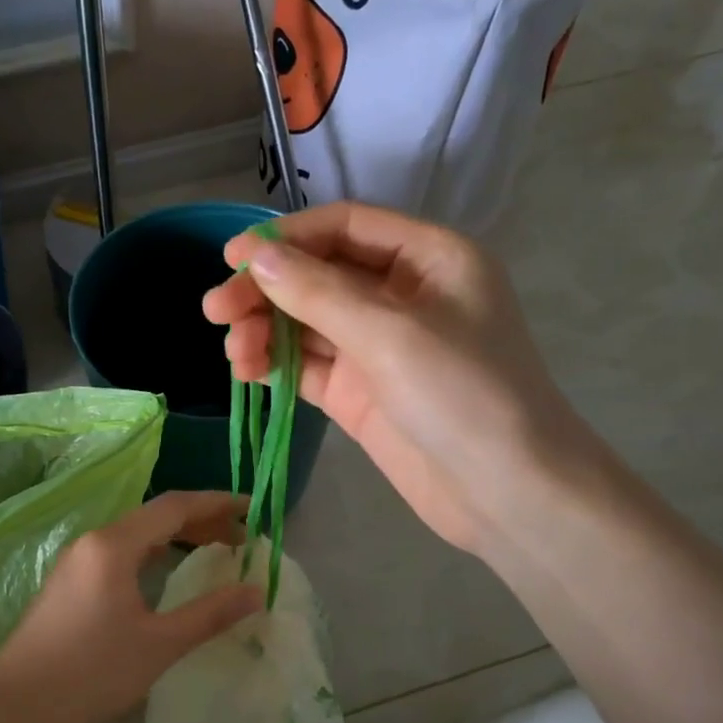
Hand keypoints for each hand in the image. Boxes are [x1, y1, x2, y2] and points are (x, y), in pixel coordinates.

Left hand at [0, 492, 260, 722]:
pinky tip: (167, 573)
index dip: (218, 503)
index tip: (254, 510)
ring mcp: (77, 562)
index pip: (174, 506)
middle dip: (201, 521)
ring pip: (136, 535)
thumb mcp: (158, 645)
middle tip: (242, 538)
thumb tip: (256, 590)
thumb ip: (210, 614)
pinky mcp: (69, 584)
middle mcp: (93, 542)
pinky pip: (121, 553)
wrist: (14, 709)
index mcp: (113, 545)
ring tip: (215, 550)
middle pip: (155, 516)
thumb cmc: (90, 673)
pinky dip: (153, 554)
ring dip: (177, 537)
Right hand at [203, 202, 594, 552]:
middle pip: (318, 275)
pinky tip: (247, 371)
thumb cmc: (464, 396)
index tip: (231, 257)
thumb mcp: (390, 333)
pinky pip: (308, 366)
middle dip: (266, 290)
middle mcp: (401, 295)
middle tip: (215, 311)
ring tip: (233, 354)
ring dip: (264, 330)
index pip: (344, 228)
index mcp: (428, 258)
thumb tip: (256, 258)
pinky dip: (276, 364)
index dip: (286, 238)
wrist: (507, 494)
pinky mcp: (361, 392)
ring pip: (306, 323)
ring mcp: (379, 347)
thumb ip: (318, 293)